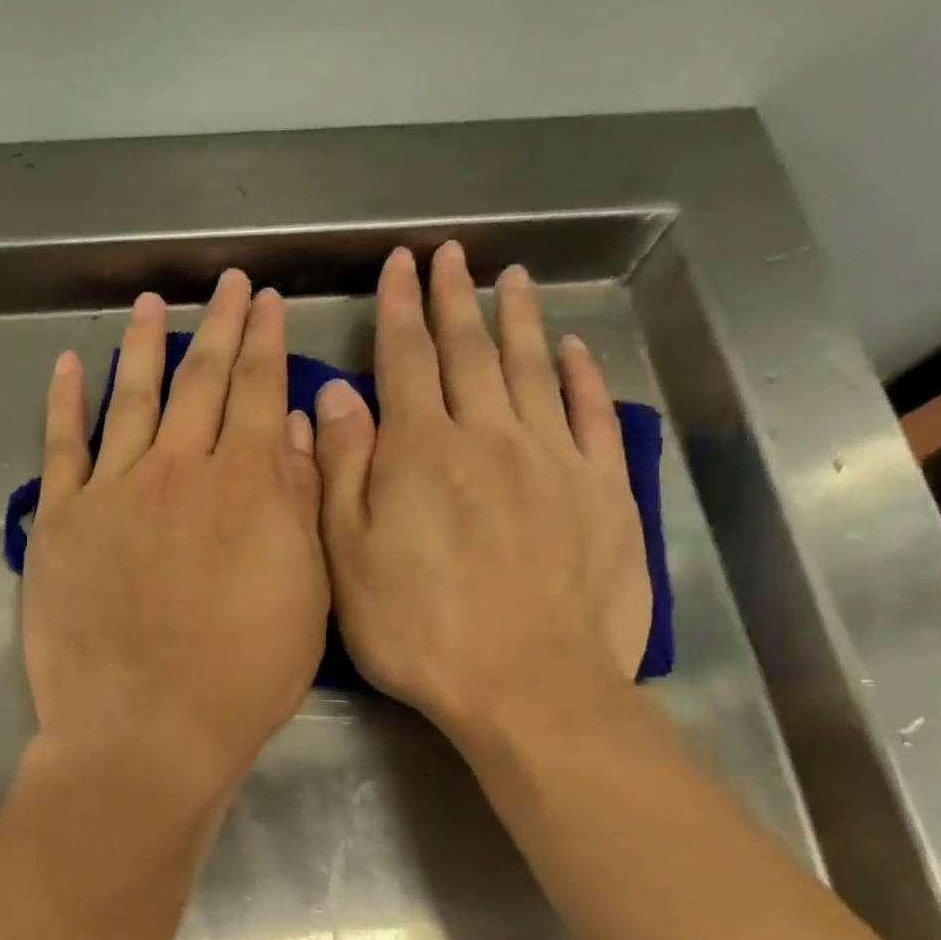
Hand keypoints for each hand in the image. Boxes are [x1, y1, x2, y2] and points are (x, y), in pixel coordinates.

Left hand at [22, 270, 327, 807]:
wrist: (146, 729)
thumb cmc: (241, 676)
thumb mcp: (302, 594)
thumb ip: (296, 503)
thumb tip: (288, 429)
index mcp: (245, 485)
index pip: (259, 392)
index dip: (267, 342)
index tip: (270, 303)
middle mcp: (178, 470)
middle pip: (201, 381)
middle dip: (220, 327)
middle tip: (229, 283)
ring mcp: (112, 491)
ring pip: (132, 398)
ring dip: (145, 346)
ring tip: (151, 304)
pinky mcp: (61, 522)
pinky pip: (61, 447)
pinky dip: (64, 401)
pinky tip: (70, 364)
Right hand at [313, 244, 650, 737]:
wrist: (526, 683)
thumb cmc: (416, 628)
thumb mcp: (347, 556)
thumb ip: (342, 469)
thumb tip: (338, 395)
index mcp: (419, 452)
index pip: (404, 361)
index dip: (399, 310)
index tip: (400, 267)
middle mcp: (487, 436)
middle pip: (468, 352)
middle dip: (454, 299)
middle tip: (451, 255)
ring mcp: (552, 459)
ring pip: (531, 369)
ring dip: (517, 319)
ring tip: (511, 278)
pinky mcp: (602, 490)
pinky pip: (590, 414)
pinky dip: (581, 375)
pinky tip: (572, 349)